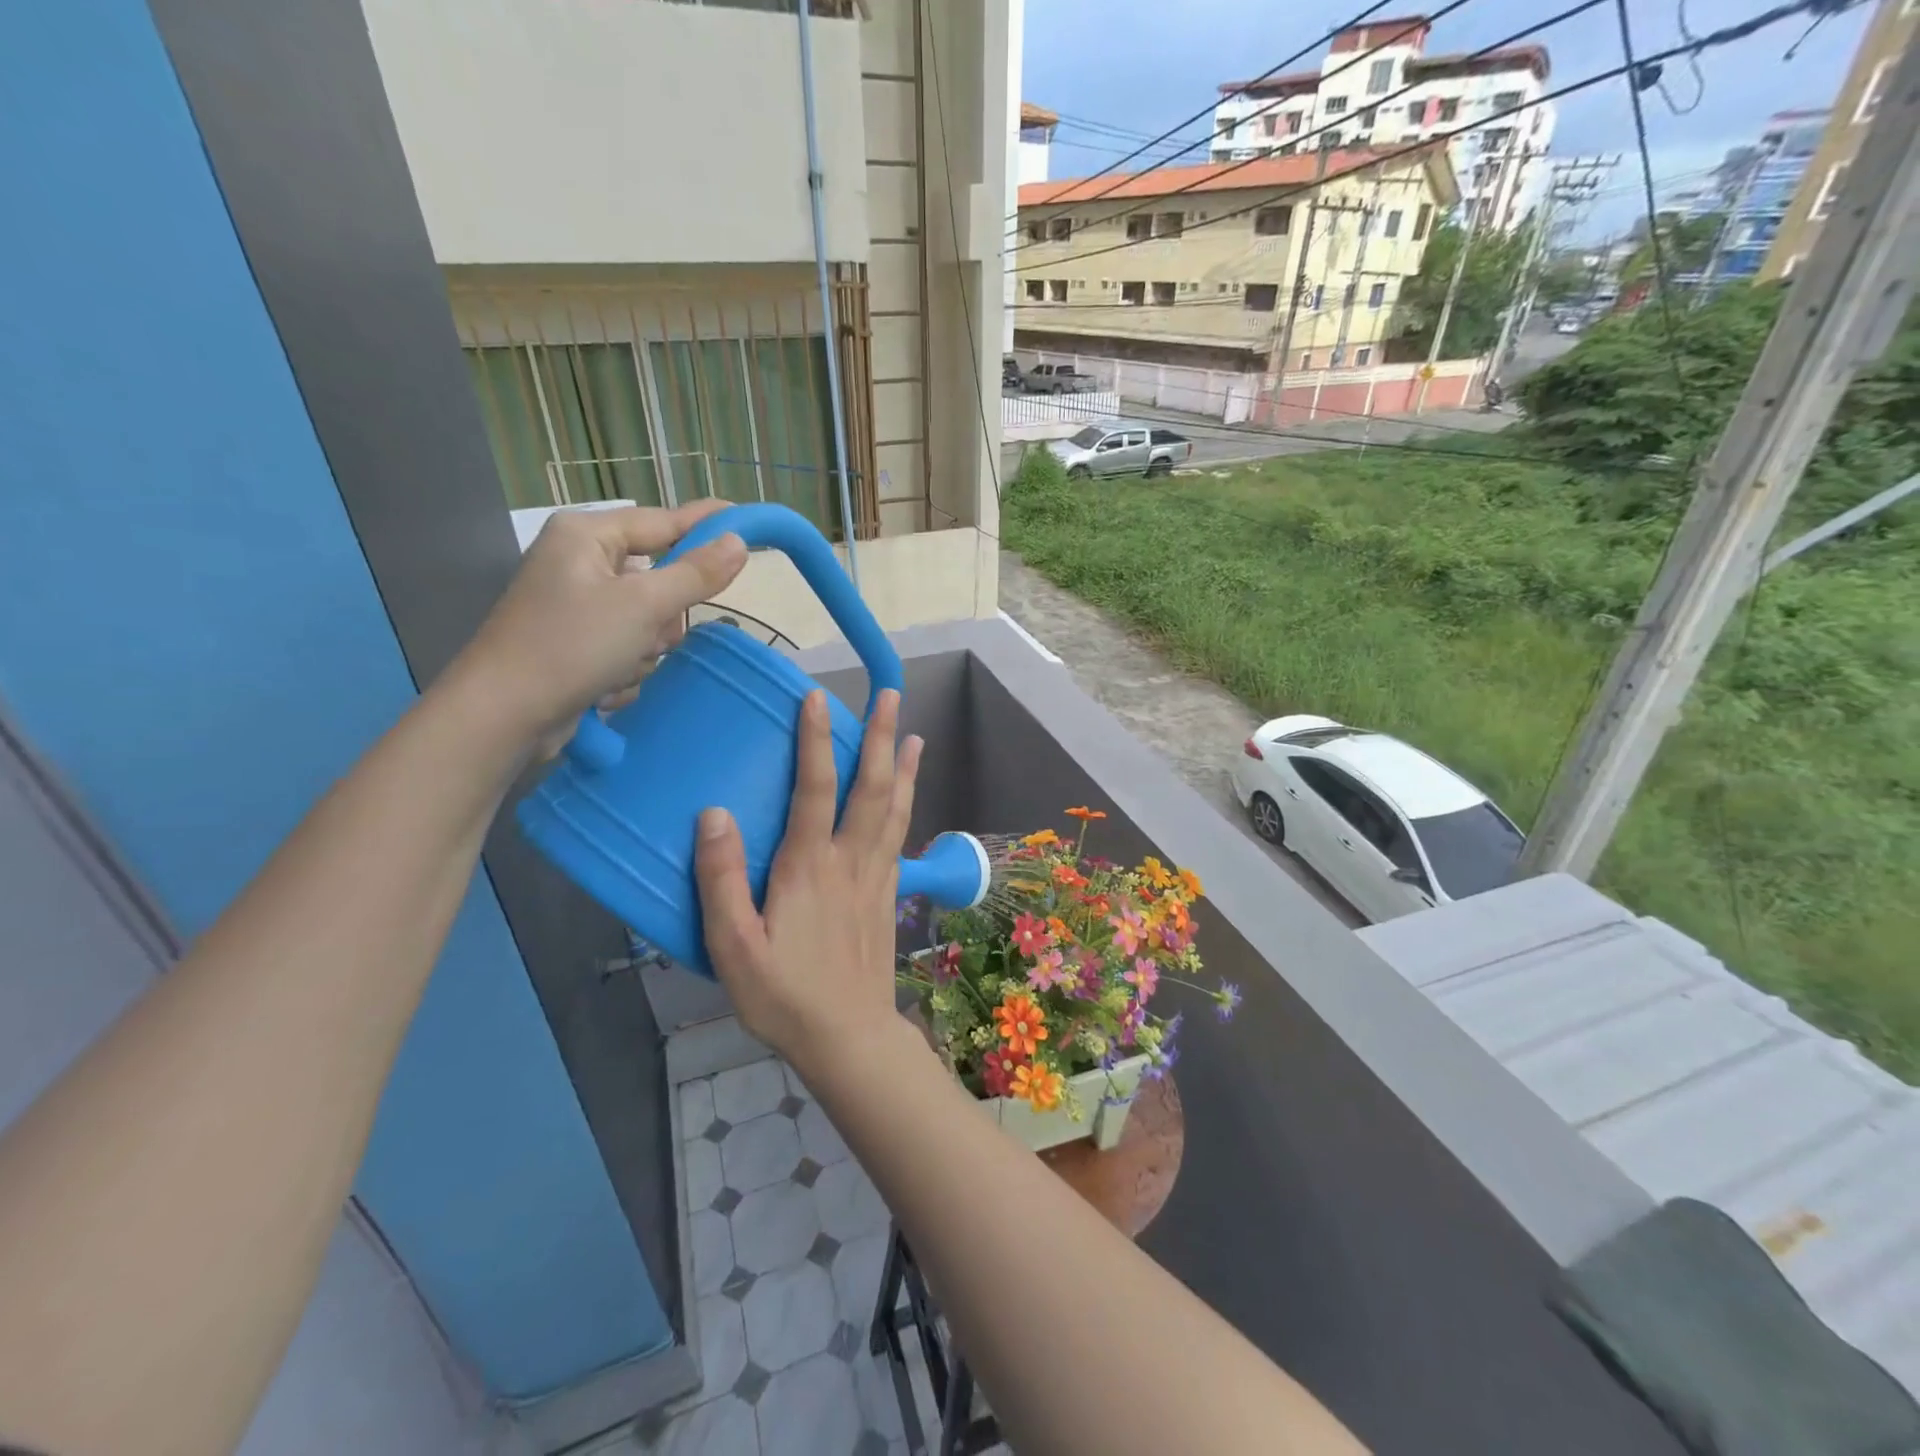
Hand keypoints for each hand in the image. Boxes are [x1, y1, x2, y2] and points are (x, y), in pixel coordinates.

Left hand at [446, 501, 746, 752]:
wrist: (504, 715)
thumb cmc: (571, 646)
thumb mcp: (643, 606)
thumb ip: (695, 573)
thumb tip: (738, 543)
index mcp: (586, 535)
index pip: (663, 521)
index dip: (706, 524)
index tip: (747, 524)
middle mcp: (579, 562)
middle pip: (657, 576)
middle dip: (664, 612)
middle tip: (656, 633)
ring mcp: (575, 605)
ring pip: (647, 618)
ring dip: (646, 646)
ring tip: (622, 664)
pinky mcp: (575, 643)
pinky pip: (627, 645)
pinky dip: (626, 665)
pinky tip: (606, 684)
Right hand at [696, 689, 921, 1072]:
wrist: (849, 1036)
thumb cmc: (784, 996)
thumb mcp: (733, 947)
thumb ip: (721, 881)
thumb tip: (713, 814)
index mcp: (809, 868)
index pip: (815, 789)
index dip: (815, 741)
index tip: (818, 699)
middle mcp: (851, 861)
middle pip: (871, 787)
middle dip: (881, 738)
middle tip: (890, 696)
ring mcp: (877, 876)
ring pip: (895, 809)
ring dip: (904, 767)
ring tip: (914, 735)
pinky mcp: (889, 894)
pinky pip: (900, 836)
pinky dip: (906, 805)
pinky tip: (907, 797)